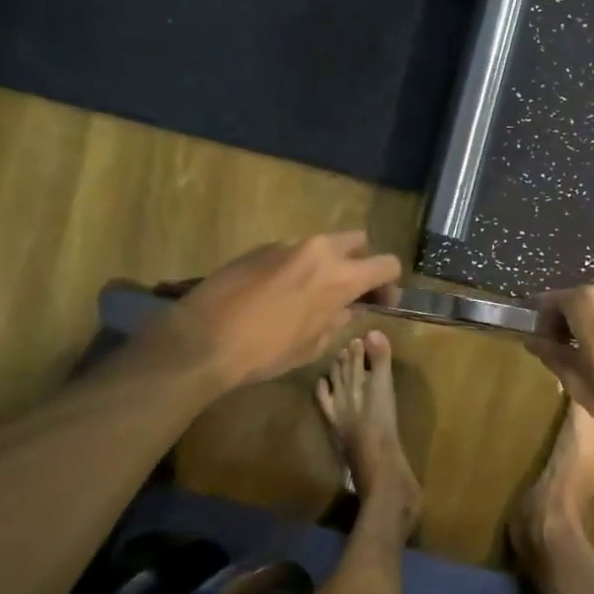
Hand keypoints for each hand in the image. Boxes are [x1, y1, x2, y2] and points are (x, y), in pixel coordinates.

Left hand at [153, 233, 402, 387]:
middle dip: (359, 262)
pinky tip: (275, 293)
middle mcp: (318, 250)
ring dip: (324, 264)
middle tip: (347, 290)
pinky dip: (294, 267)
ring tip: (306, 294)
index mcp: (340, 276)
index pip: (386, 264)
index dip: (389, 282)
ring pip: (321, 245)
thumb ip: (339, 320)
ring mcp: (286, 244)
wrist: (203, 339)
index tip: (379, 299)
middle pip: (357, 241)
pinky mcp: (259, 247)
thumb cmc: (266, 351)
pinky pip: (291, 252)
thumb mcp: (313, 346)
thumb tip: (348, 309)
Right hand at [527, 275, 593, 444]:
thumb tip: (532, 339)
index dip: (540, 325)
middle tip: (568, 358)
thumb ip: (550, 353)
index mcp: (587, 299)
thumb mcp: (576, 379)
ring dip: (592, 326)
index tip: (543, 349)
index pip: (548, 303)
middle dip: (568, 324)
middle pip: (577, 301)